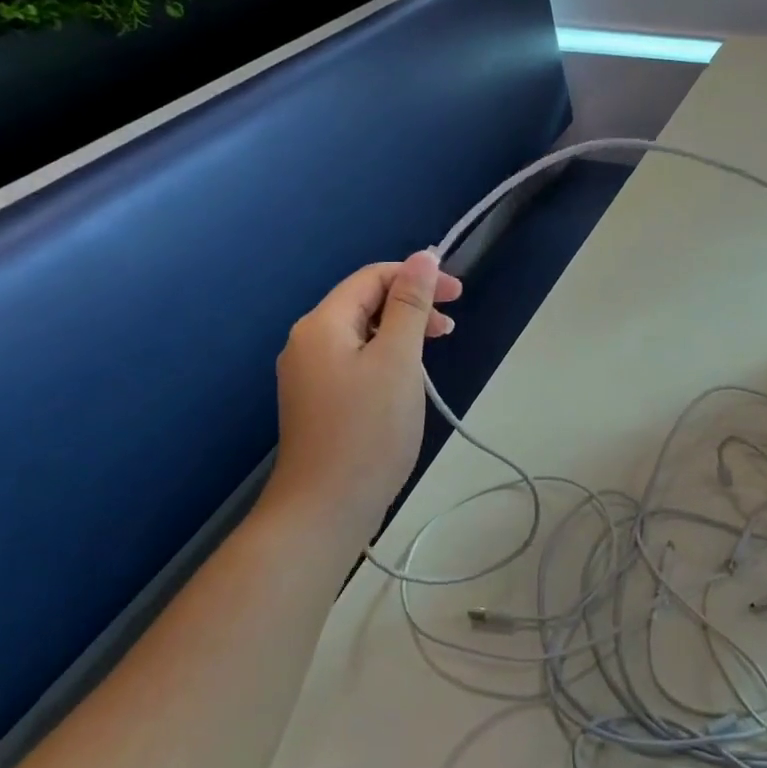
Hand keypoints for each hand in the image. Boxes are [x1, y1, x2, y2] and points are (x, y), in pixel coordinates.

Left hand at [268, 252, 462, 530]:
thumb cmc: (368, 430)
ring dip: (401, 332)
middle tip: (452, 326)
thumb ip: (410, 305)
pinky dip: (386, 357)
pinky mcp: (317, 400)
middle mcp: (307, 342)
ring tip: (435, 351)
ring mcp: (308, 374)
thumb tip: (424, 257)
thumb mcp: (398, 359)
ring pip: (362, 333)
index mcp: (322, 324)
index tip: (459, 295)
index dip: (417, 277)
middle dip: (411, 305)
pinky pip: (355, 360)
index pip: (372, 278)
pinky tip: (406, 378)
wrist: (325, 510)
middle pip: (364, 303)